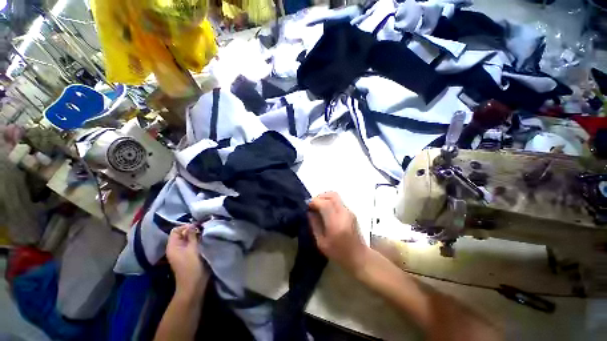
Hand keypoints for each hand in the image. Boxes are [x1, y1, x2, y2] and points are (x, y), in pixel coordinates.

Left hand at [166, 225, 208, 294]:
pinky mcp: (187, 256)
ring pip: (187, 239)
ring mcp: (181, 252)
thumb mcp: (193, 249)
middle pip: (182, 234)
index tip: (197, 228)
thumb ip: (192, 235)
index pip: (176, 230)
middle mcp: (175, 248)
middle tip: (203, 231)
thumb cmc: (192, 266)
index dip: (186, 227)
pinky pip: (191, 244)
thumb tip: (192, 224)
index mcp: (172, 246)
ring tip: (205, 236)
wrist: (193, 285)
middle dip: (192, 231)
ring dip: (196, 236)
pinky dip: (197, 241)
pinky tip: (204, 242)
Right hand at [308, 192, 368, 272]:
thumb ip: (314, 225)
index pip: (325, 204)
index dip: (314, 201)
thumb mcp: (321, 243)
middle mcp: (344, 214)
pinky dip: (329, 201)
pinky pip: (338, 201)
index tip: (307, 205)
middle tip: (312, 204)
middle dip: (320, 197)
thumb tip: (309, 212)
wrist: (359, 256)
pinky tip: (325, 210)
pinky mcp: (351, 212)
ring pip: (335, 196)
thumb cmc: (338, 253)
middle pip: (332, 195)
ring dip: (324, 198)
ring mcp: (349, 211)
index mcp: (336, 223)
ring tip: (318, 206)